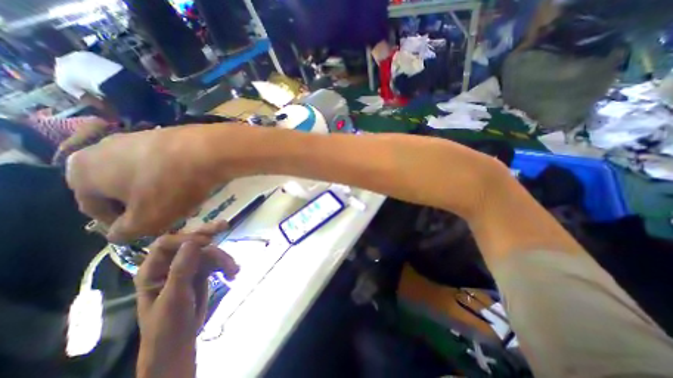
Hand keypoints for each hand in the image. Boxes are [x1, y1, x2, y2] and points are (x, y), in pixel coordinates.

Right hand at [65, 127, 217, 243]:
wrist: (208, 151)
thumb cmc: (171, 186)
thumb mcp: (146, 220)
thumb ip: (125, 232)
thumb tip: (117, 234)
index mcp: (83, 170)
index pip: (94, 207)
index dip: (119, 224)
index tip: (144, 230)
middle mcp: (103, 148)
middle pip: (123, 189)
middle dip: (147, 206)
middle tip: (170, 216)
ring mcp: (138, 138)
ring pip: (147, 176)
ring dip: (164, 191)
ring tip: (188, 202)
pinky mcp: (167, 135)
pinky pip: (167, 163)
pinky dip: (177, 176)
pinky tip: (196, 185)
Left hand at [134, 221, 236, 376]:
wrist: (179, 342)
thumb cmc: (167, 325)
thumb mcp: (174, 298)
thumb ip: (181, 269)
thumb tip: (193, 242)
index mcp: (153, 270)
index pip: (167, 244)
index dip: (186, 238)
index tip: (207, 241)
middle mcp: (170, 264)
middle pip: (189, 242)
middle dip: (208, 234)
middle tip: (224, 225)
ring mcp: (188, 267)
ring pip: (208, 252)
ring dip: (224, 259)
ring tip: (234, 270)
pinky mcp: (202, 272)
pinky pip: (216, 262)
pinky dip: (226, 266)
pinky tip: (233, 274)